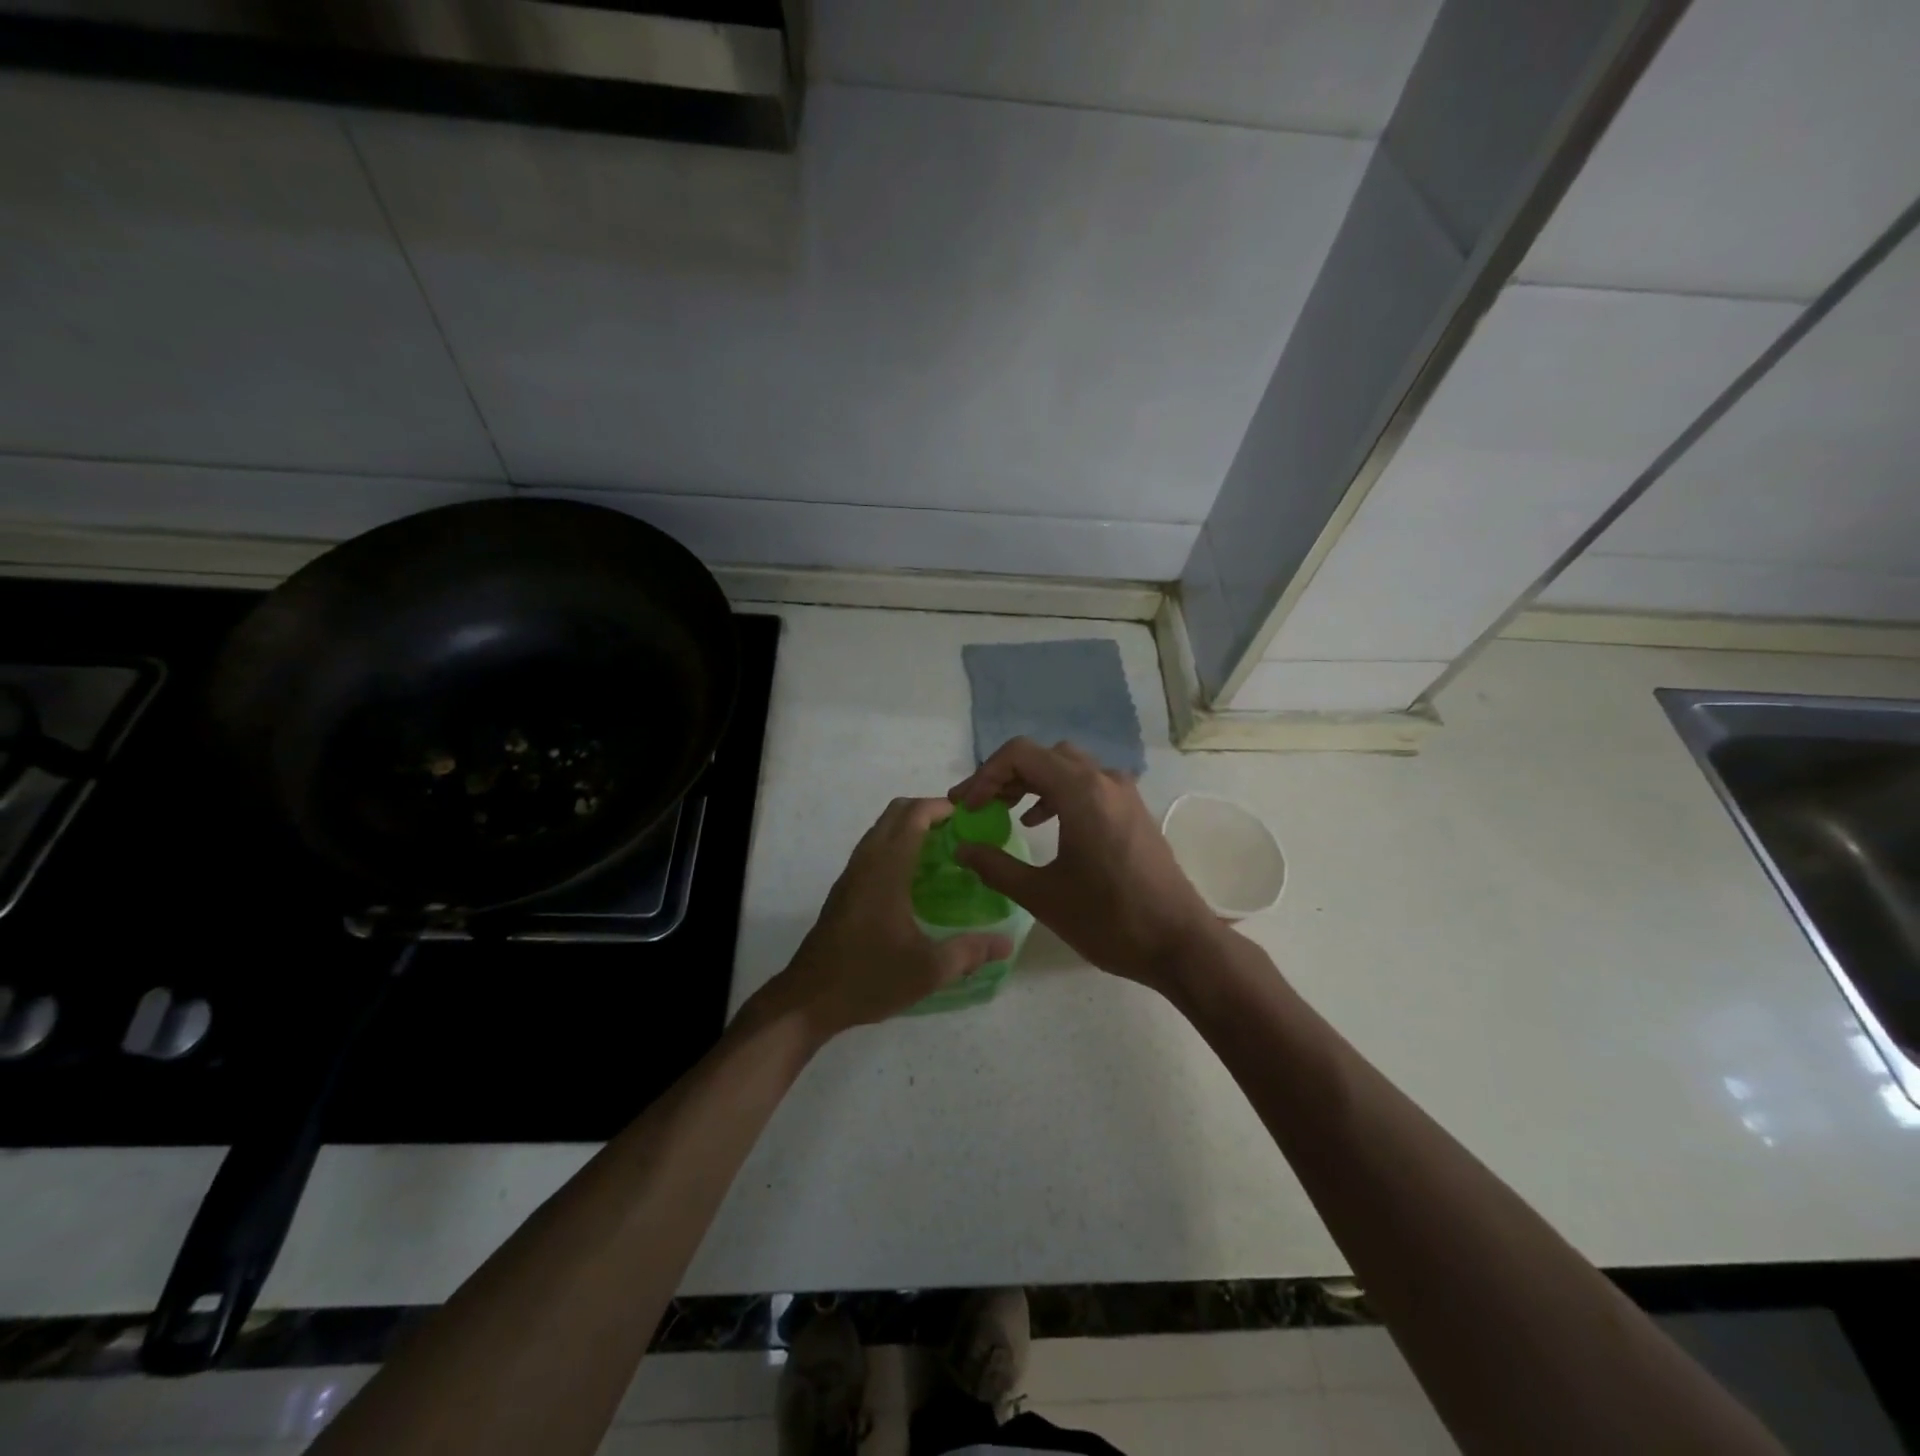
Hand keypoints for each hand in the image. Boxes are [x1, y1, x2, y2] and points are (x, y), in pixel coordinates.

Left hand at [759, 797, 1012, 1039]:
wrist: (808, 999)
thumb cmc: (869, 978)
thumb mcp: (928, 971)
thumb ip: (969, 952)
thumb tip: (1006, 943)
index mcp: (887, 869)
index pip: (914, 815)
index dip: (942, 807)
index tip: (970, 817)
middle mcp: (867, 862)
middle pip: (895, 813)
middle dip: (928, 811)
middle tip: (960, 832)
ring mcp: (851, 875)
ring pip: (881, 829)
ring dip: (910, 827)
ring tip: (943, 851)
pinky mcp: (844, 890)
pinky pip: (873, 849)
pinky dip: (896, 844)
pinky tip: (915, 878)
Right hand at [948, 738, 1219, 997]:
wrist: (1179, 943)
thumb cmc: (1109, 919)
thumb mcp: (1042, 896)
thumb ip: (995, 867)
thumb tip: (962, 849)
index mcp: (1081, 791)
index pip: (1020, 754)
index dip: (985, 775)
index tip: (966, 807)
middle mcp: (1104, 780)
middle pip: (1043, 755)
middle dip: (1006, 776)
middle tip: (979, 806)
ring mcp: (1124, 793)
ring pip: (1068, 767)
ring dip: (1032, 782)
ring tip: (1004, 811)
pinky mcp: (1133, 811)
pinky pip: (1088, 784)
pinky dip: (1058, 793)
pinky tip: (1043, 824)